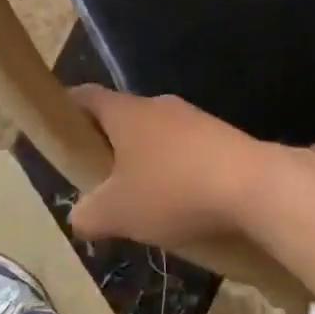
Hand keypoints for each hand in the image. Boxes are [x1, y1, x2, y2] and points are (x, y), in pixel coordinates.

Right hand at [69, 85, 275, 249]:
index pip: (87, 96)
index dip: (68, 108)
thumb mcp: (117, 213)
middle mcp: (159, 106)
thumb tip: (79, 216)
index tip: (58, 127)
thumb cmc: (173, 191)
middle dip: (110, 146)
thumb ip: (88, 214)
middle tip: (100, 180)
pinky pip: (188, 151)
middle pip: (123, 118)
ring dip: (147, 162)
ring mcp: (195, 119)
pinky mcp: (224, 138)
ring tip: (144, 201)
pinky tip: (184, 204)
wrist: (256, 187)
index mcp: (127, 113)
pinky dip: (178, 172)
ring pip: (158, 136)